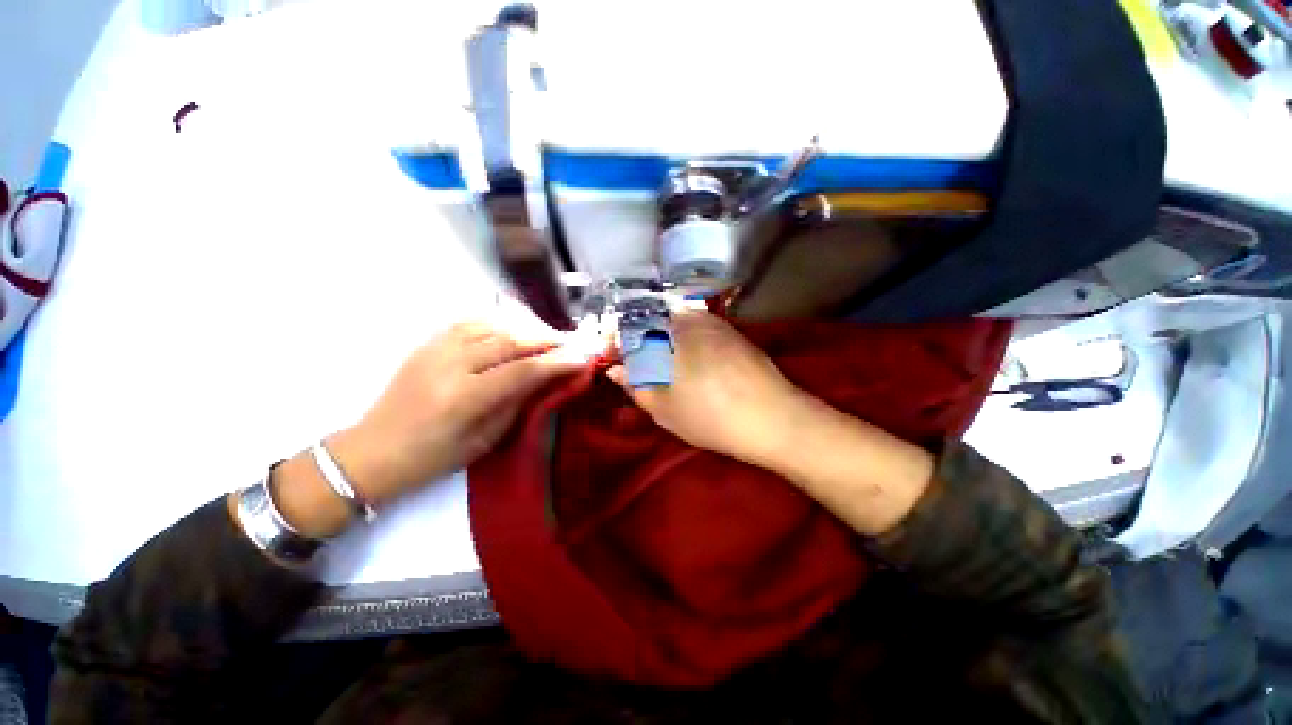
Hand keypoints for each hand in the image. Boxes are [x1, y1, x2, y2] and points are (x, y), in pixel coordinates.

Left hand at [329, 322, 585, 505]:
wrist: (372, 451)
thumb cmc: (432, 458)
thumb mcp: (484, 440)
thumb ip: (518, 403)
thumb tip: (549, 379)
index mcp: (463, 399)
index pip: (521, 370)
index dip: (556, 362)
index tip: (582, 358)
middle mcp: (449, 365)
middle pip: (510, 341)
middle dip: (546, 340)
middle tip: (570, 345)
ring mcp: (435, 349)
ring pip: (493, 326)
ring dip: (526, 329)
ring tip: (546, 338)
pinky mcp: (428, 342)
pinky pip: (471, 322)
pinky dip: (500, 323)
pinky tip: (513, 331)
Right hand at [606, 309, 807, 465]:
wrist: (774, 418)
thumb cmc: (711, 417)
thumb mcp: (664, 408)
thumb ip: (635, 385)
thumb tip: (616, 369)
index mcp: (668, 335)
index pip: (629, 327)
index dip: (618, 342)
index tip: (616, 361)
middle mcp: (690, 320)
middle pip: (652, 318)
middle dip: (639, 339)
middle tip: (640, 366)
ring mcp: (714, 323)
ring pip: (675, 321)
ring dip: (662, 338)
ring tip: (664, 366)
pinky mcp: (731, 332)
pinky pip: (697, 326)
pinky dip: (685, 339)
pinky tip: (691, 362)